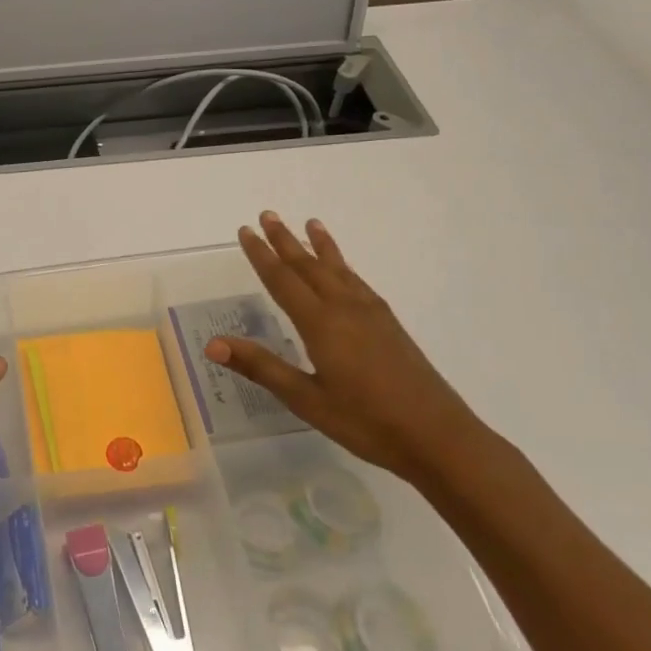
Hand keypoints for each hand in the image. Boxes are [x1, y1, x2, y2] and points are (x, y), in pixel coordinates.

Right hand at [205, 213, 489, 480]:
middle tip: (268, 214)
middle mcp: (345, 309)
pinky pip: (358, 283)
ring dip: (320, 247)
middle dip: (286, 241)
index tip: (246, 231)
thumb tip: (212, 345)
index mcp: (321, 324)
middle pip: (310, 267)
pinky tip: (344, 271)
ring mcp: (371, 315)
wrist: (437, 436)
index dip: (262, 255)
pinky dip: (344, 267)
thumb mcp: (305, 398)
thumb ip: (261, 367)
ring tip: (311, 224)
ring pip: (338, 270)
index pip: (283, 281)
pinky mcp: (389, 326)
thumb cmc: (365, 421)